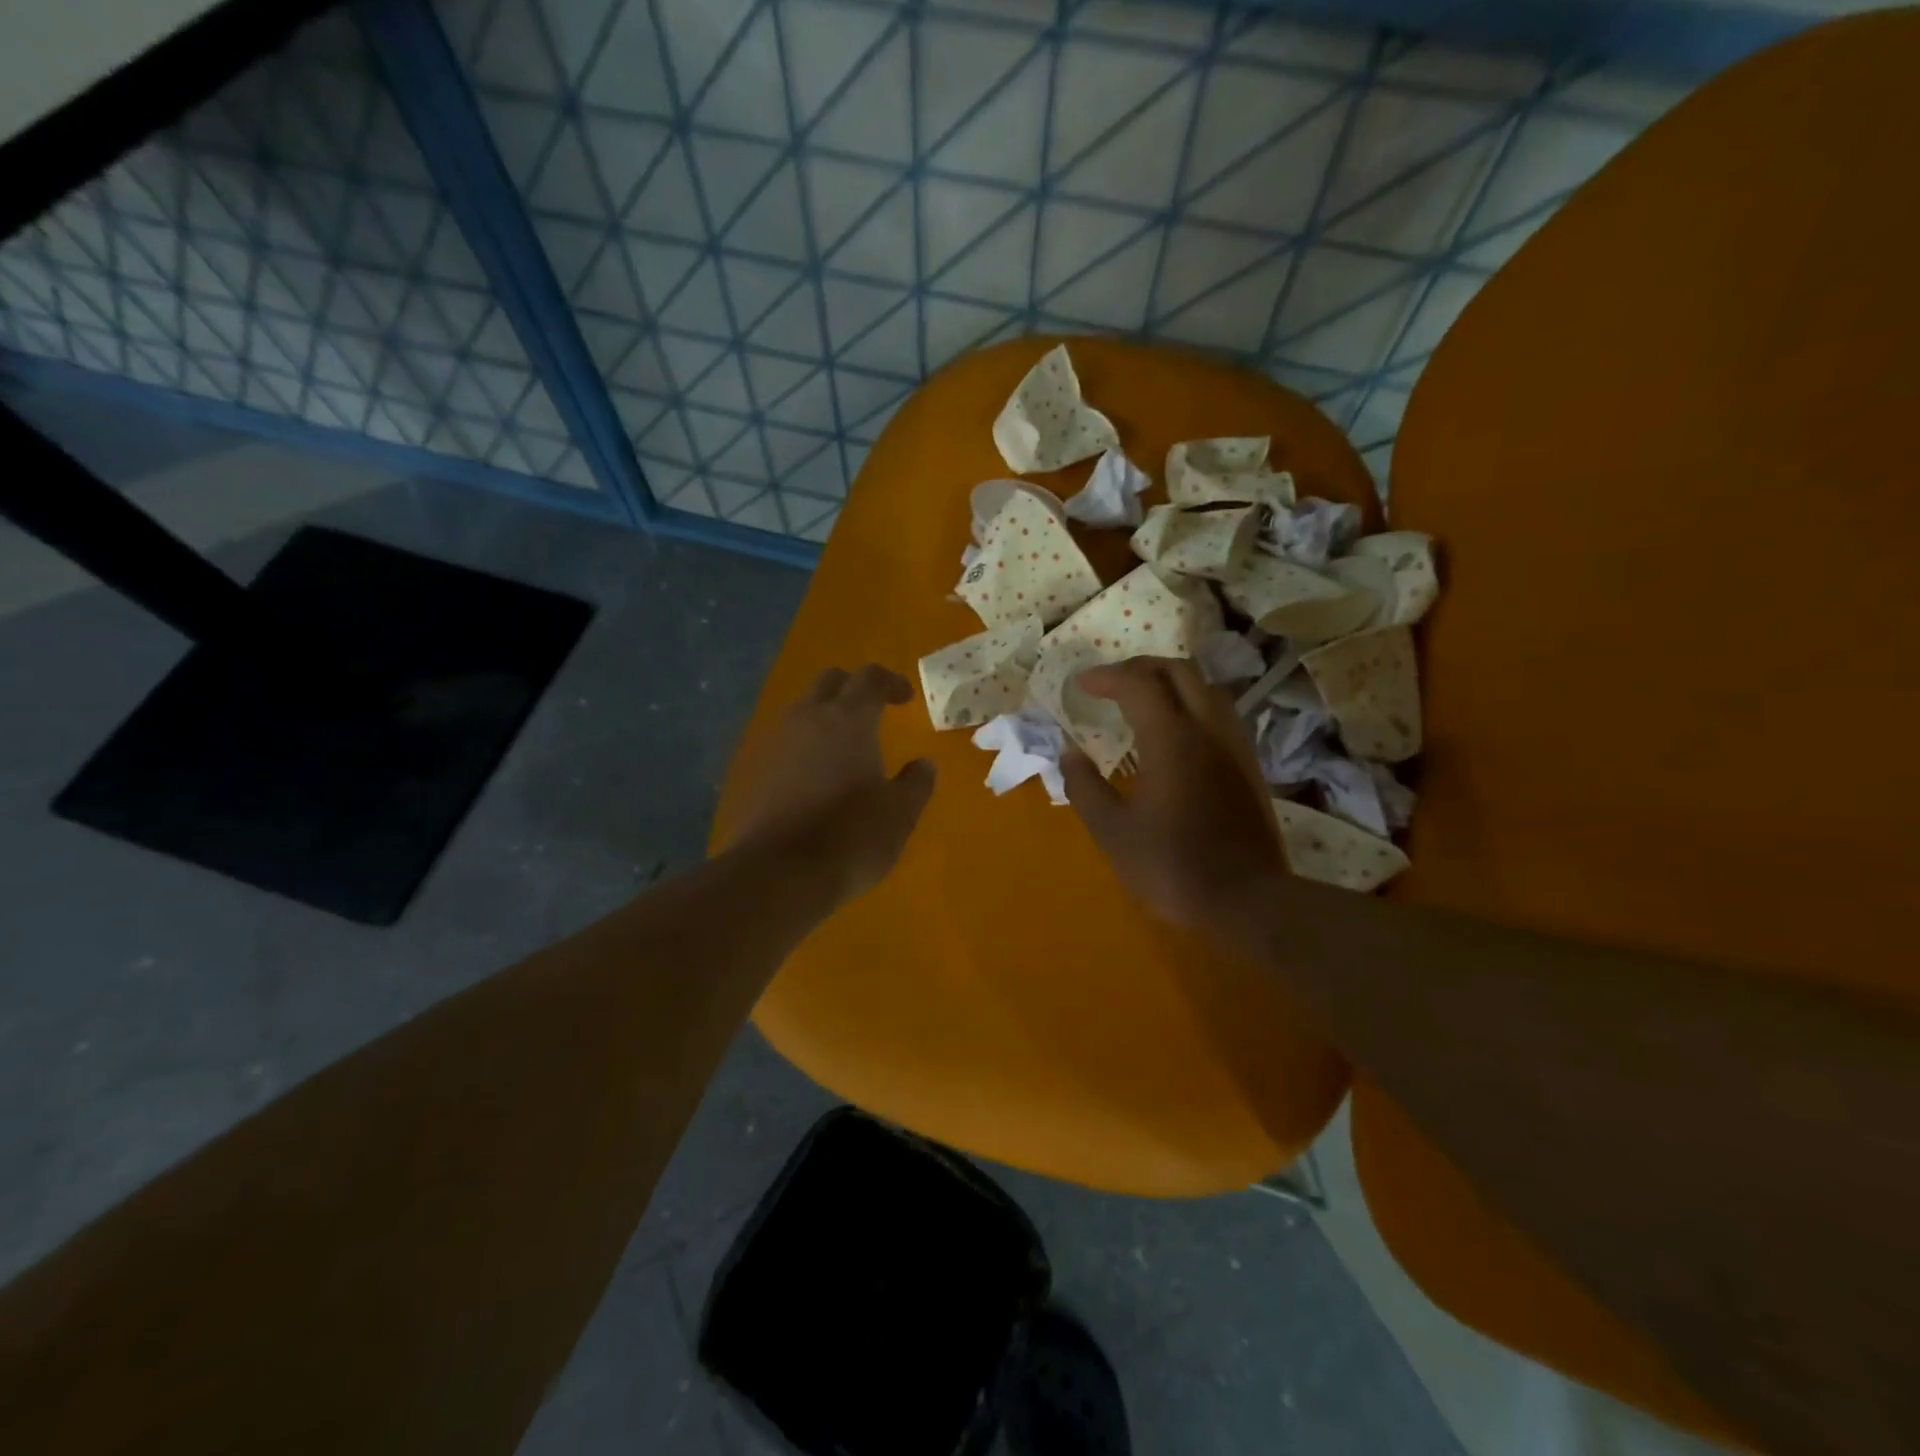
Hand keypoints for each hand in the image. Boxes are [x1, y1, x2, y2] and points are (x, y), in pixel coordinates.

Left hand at [725, 665, 935, 903]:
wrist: (780, 873)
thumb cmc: (852, 837)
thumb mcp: (900, 813)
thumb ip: (916, 783)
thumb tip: (924, 764)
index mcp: (849, 720)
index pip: (870, 678)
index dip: (891, 682)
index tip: (907, 698)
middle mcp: (810, 719)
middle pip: (830, 682)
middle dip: (855, 688)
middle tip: (876, 710)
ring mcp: (779, 743)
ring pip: (804, 709)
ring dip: (828, 715)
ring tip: (849, 743)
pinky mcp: (761, 771)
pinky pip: (788, 741)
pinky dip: (808, 744)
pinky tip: (821, 773)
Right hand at [1062, 656, 1285, 931]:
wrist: (1247, 900)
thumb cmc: (1171, 866)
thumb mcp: (1112, 831)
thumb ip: (1085, 787)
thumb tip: (1069, 753)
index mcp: (1171, 738)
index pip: (1137, 683)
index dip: (1106, 676)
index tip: (1081, 685)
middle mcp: (1207, 728)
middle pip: (1178, 671)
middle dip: (1140, 668)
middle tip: (1111, 684)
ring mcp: (1234, 744)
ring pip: (1206, 687)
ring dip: (1171, 681)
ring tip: (1144, 699)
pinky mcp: (1249, 764)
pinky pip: (1220, 711)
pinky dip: (1193, 703)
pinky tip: (1179, 730)